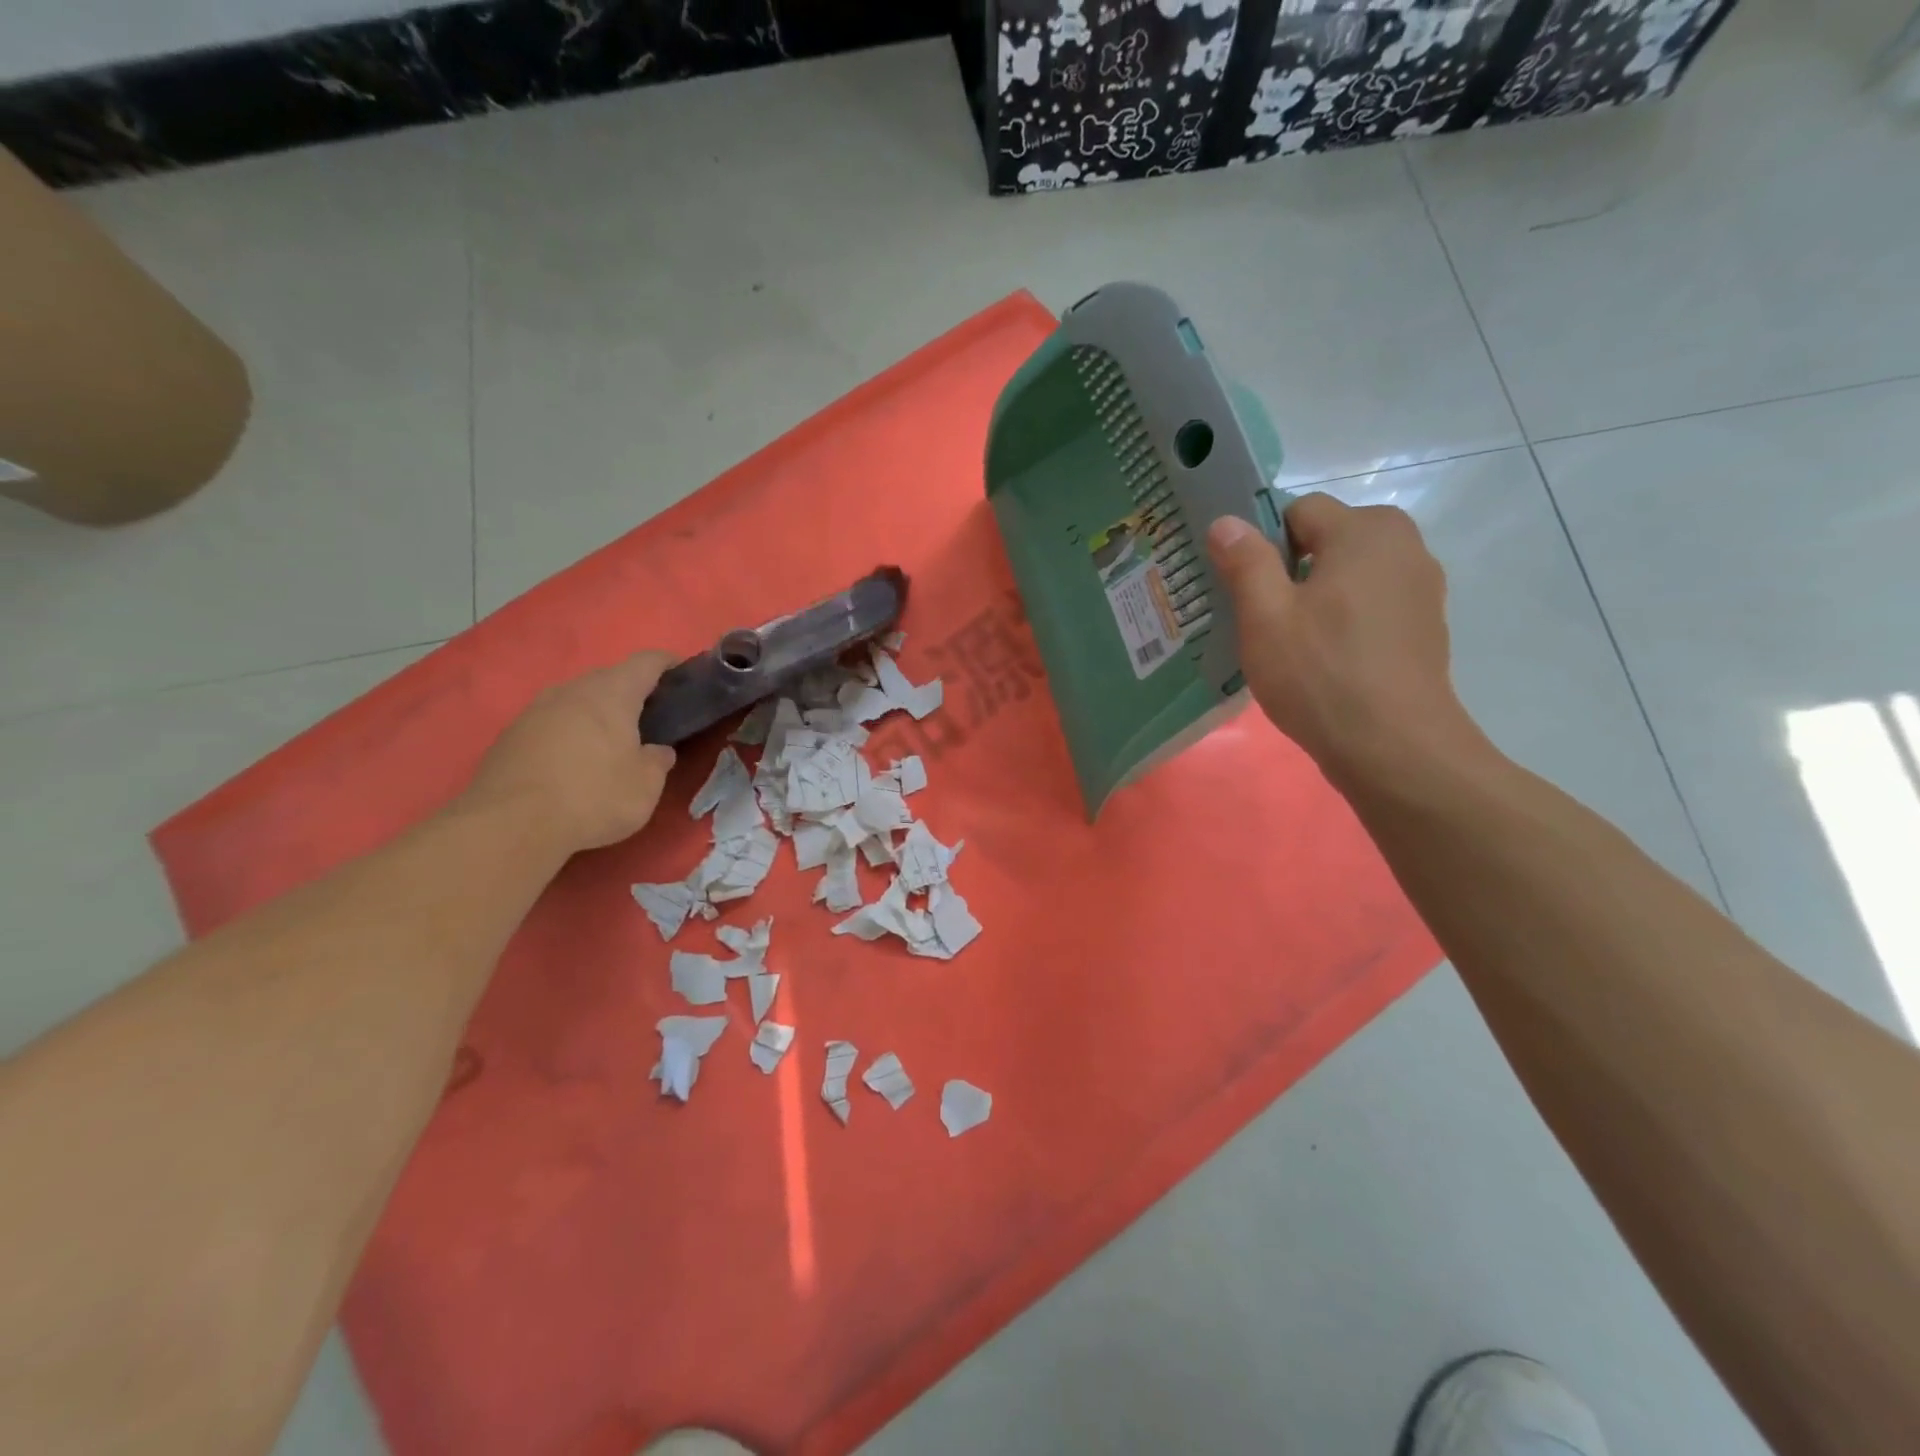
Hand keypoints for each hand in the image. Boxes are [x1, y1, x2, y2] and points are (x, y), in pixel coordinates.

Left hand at [464, 652, 678, 853]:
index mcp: (612, 693)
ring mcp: (535, 710)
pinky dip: (569, 733)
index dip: (668, 663)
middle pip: (609, 678)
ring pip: (577, 700)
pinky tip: (573, 763)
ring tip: (611, 742)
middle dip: (632, 692)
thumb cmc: (593, 797)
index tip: (684, 674)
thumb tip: (657, 750)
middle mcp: (572, 690)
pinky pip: (552, 723)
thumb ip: (658, 760)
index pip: (647, 661)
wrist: (510, 825)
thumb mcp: (646, 785)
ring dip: (597, 713)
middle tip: (650, 718)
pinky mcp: (510, 735)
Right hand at [1207, 494, 1488, 790]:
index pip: (1299, 510)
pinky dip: (1345, 620)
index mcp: (1364, 531)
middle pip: (1329, 539)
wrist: (1393, 747)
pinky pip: (1371, 604)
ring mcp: (1421, 587)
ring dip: (1318, 596)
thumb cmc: (1320, 674)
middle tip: (1263, 618)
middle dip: (1291, 569)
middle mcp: (1403, 545)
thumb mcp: (1265, 616)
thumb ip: (1245, 560)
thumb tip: (1226, 521)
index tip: (1244, 588)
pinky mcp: (1424, 626)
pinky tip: (1326, 661)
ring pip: (1350, 574)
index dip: (1263, 543)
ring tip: (1291, 644)